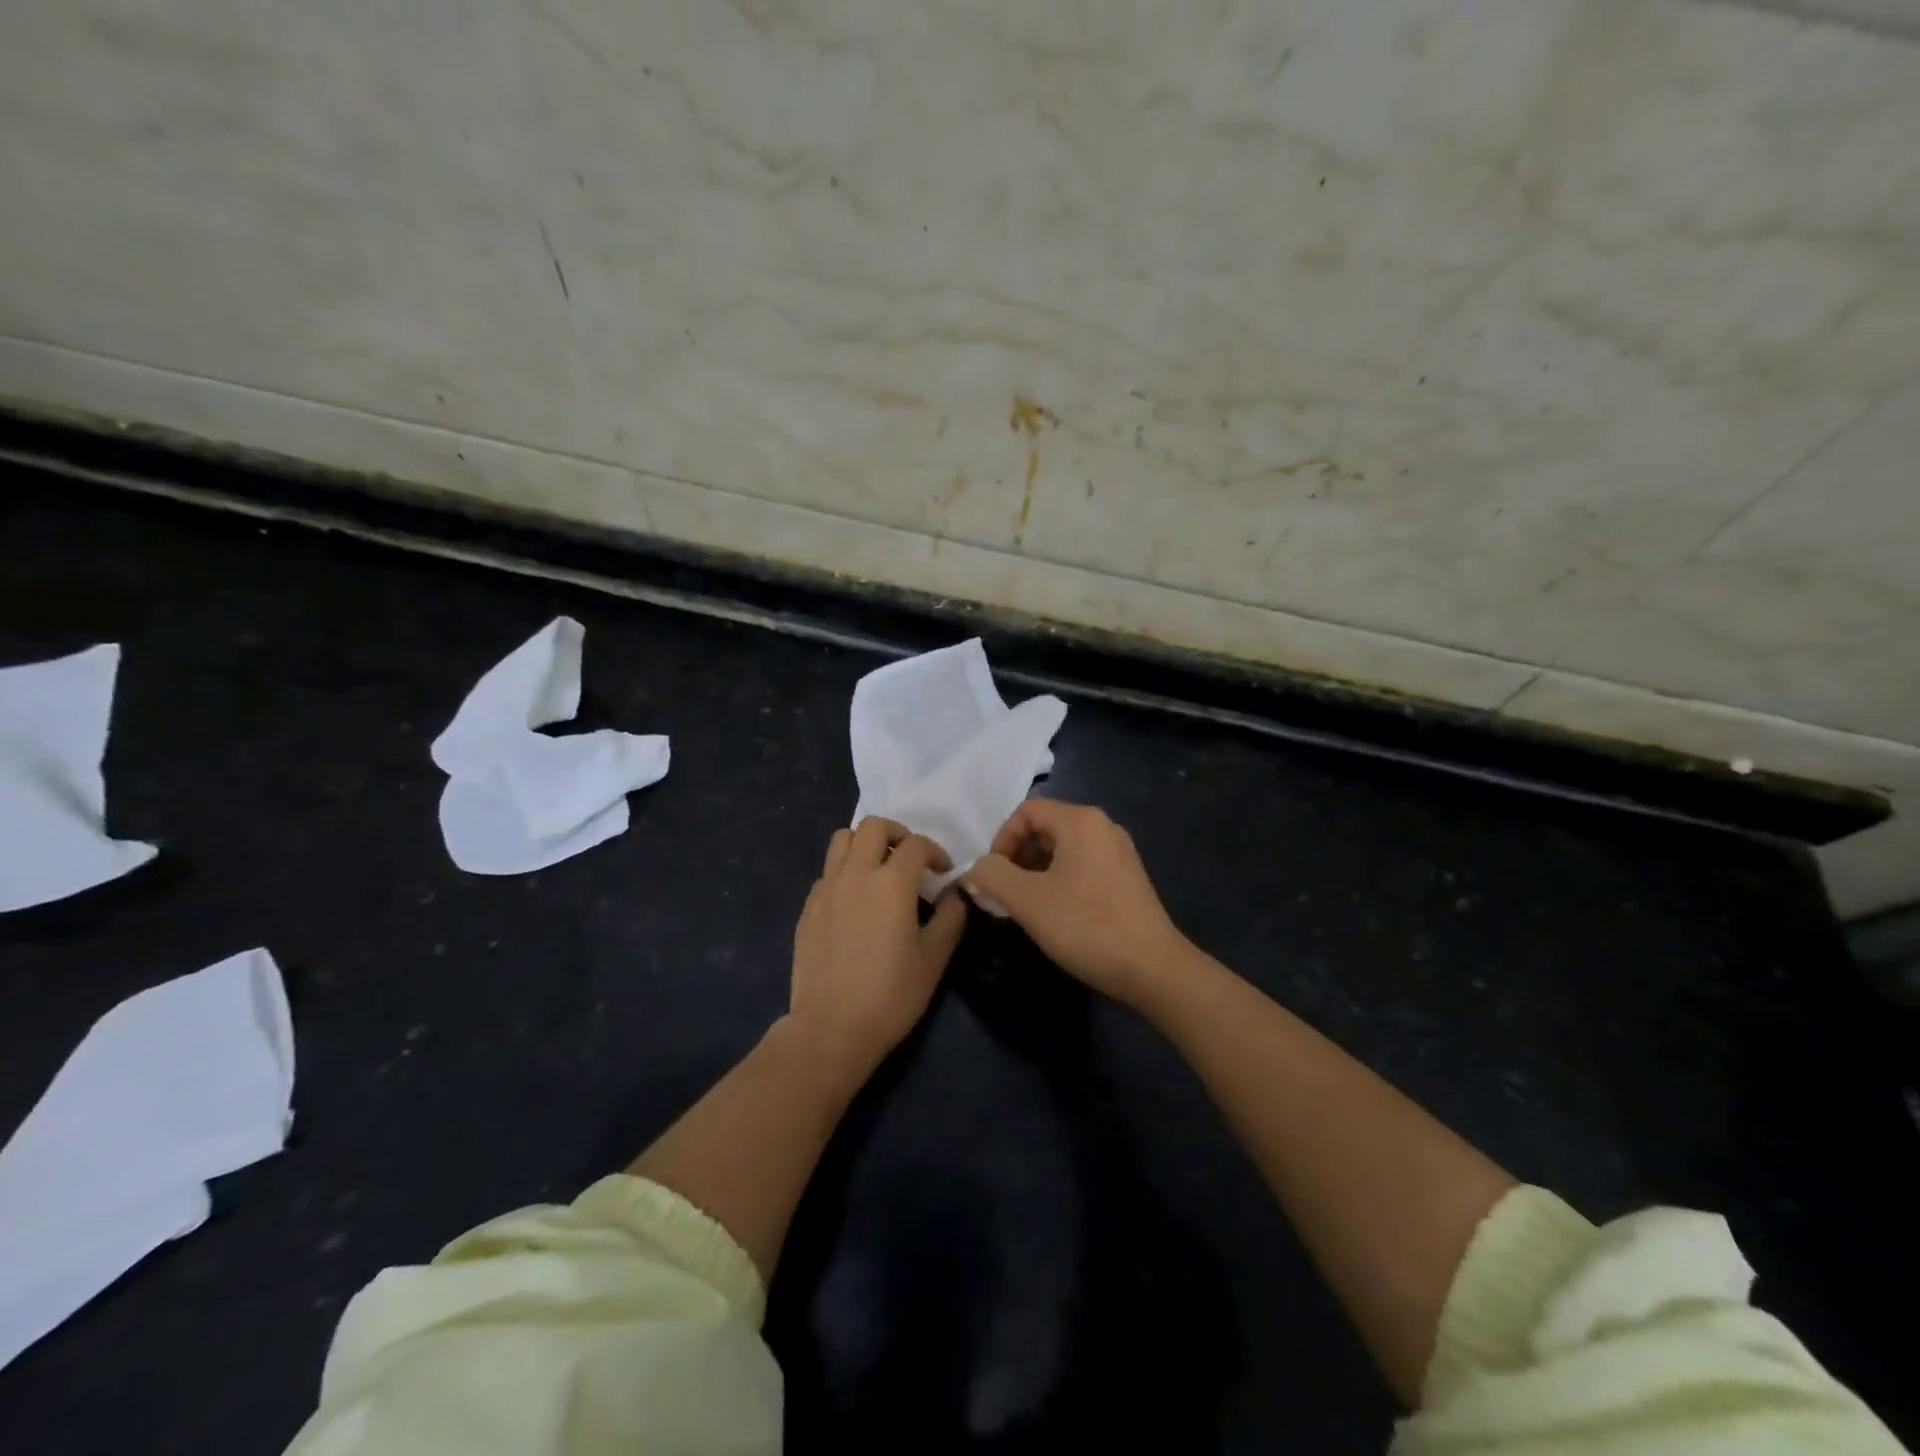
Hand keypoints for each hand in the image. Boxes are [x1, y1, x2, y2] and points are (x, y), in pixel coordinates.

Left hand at [788, 817, 967, 1080]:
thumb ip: (951, 916)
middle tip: (910, 859)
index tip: (943, 873)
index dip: (935, 852)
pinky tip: (855, 901)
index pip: (916, 844)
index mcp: (891, 882)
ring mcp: (826, 888)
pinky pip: (828, 871)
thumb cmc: (891, 995)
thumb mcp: (934, 958)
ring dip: (864, 843)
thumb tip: (955, 893)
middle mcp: (856, 874)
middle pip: (873, 826)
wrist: (831, 1029)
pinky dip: (845, 871)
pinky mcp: (808, 907)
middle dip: (897, 834)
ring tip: (879, 869)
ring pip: (842, 839)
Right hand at [963, 798, 1191, 1007]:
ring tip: (1026, 905)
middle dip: (1017, 856)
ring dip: (1035, 870)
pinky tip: (1055, 912)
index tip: (992, 876)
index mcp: (1080, 821)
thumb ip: (992, 876)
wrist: (1153, 969)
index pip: (1026, 812)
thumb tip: (975, 869)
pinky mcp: (1127, 876)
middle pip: (1045, 827)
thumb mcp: (1028, 901)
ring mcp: (1119, 851)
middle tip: (1004, 892)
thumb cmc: (1087, 926)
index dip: (1000, 840)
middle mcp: (1102, 826)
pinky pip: (1082, 864)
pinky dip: (1059, 879)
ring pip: (1062, 848)